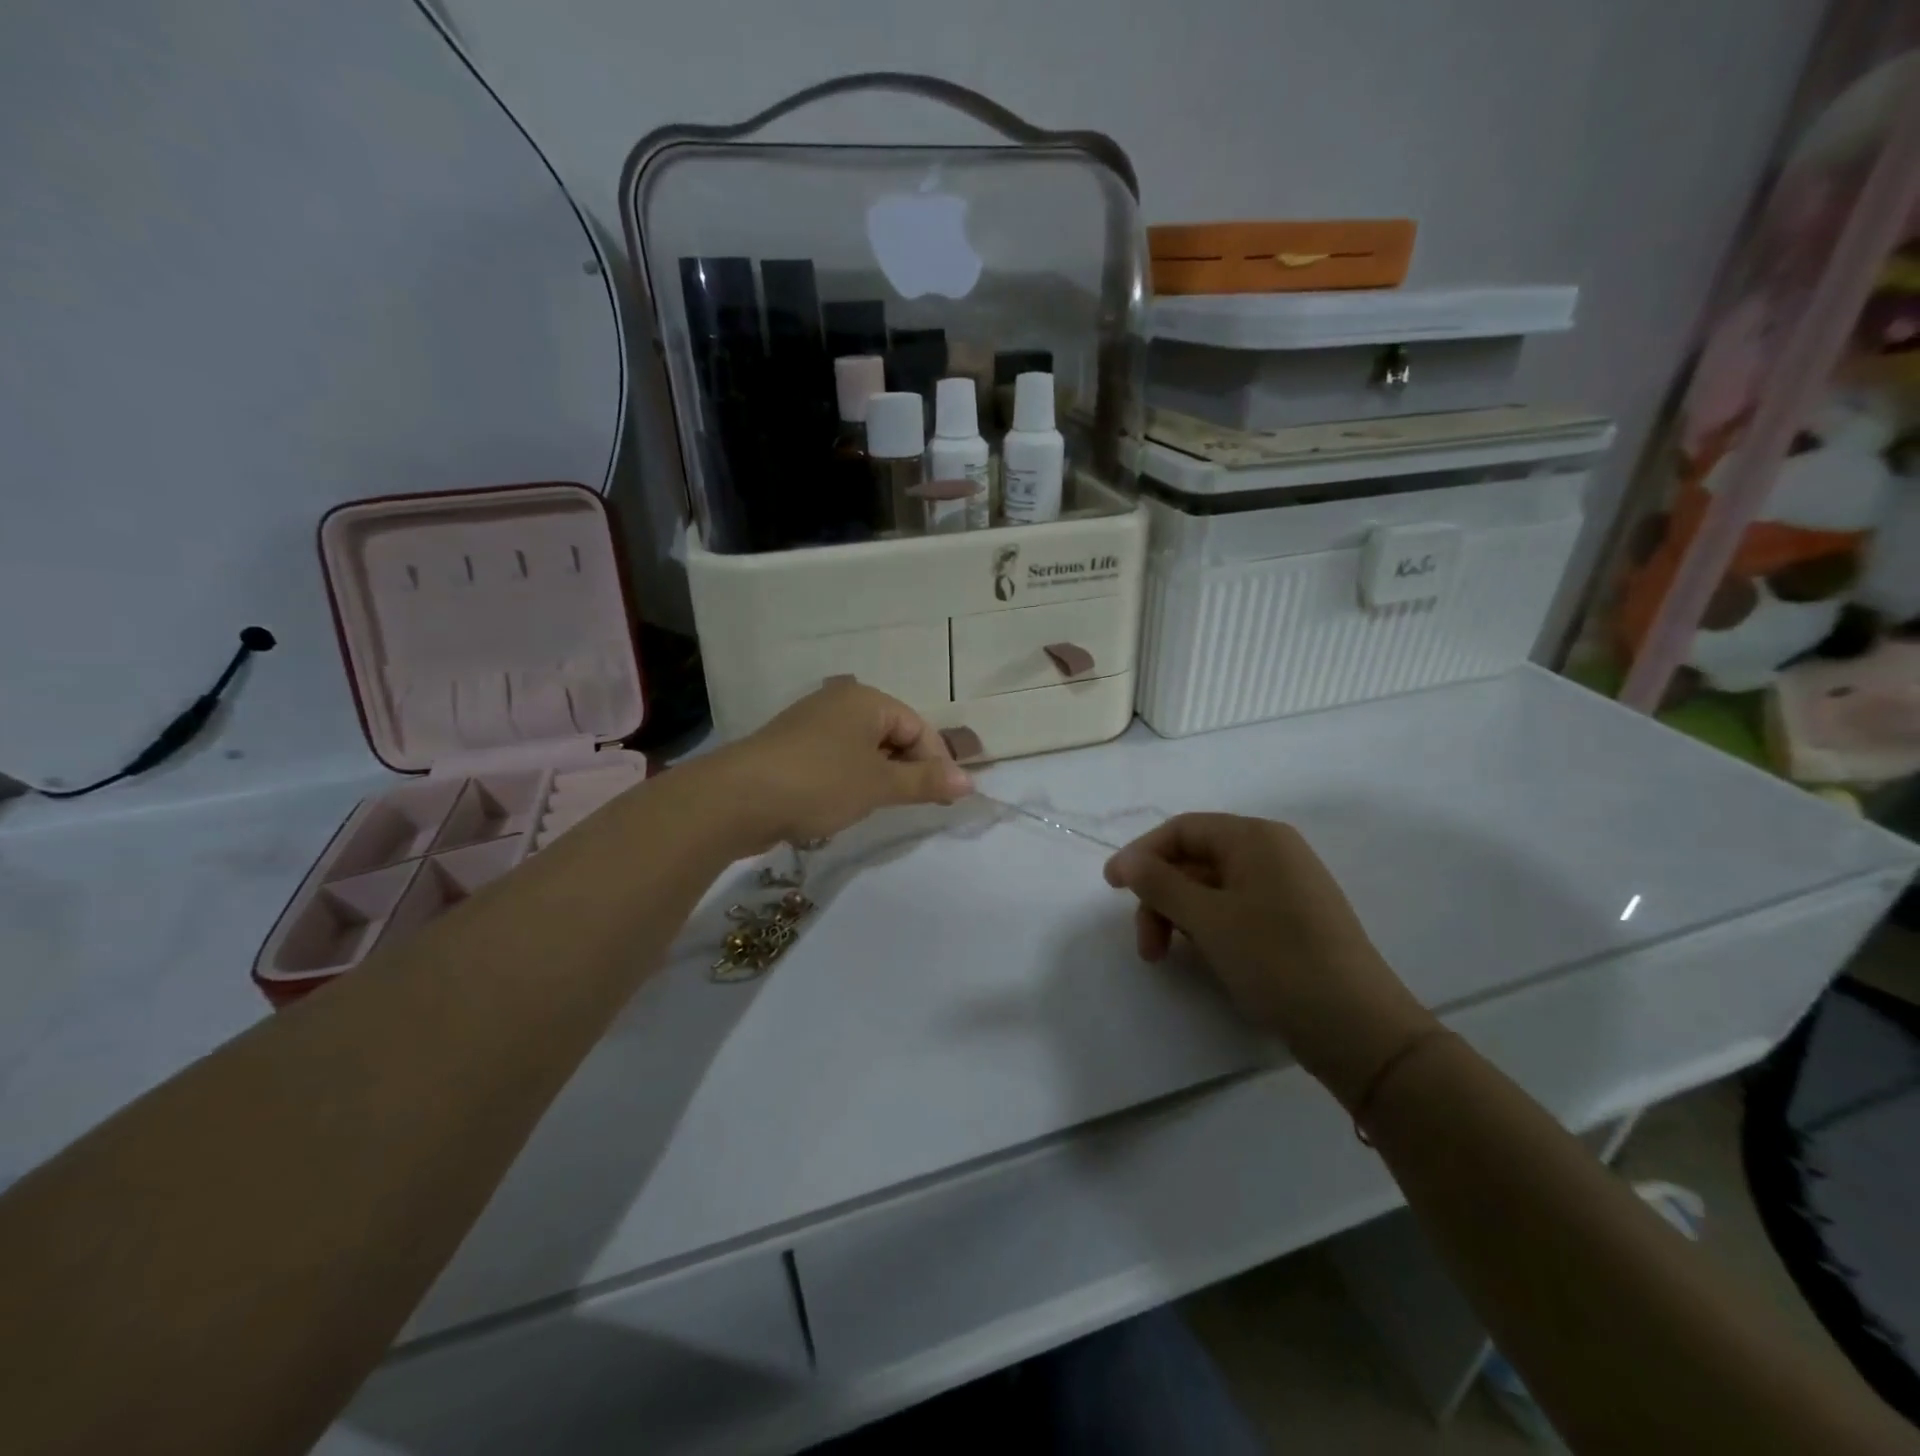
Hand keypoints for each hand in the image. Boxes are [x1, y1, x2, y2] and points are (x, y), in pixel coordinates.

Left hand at [716, 680, 972, 850]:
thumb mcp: (879, 785)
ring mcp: (811, 724)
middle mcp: (839, 703)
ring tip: (880, 807)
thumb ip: (925, 782)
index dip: (936, 762)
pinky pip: (836, 759)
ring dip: (879, 777)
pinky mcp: (791, 748)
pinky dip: (850, 779)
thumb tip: (970, 782)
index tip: (944, 799)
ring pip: (863, 749)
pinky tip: (844, 804)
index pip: (918, 727)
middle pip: (891, 734)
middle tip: (915, 805)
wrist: (737, 799)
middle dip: (908, 770)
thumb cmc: (820, 783)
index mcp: (866, 700)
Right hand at [1104, 813, 1435, 1107]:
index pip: (1182, 829)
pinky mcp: (1294, 920)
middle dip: (1161, 898)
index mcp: (1256, 838)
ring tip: (1168, 959)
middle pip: (1194, 860)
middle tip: (1146, 946)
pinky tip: (1204, 957)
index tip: (1110, 889)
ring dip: (1180, 917)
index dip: (1141, 854)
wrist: (1358, 1029)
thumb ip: (1160, 884)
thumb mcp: (1208, 919)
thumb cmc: (1277, 961)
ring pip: (1212, 889)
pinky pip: (1236, 909)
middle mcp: (1273, 852)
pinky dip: (1209, 928)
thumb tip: (1127, 861)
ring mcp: (1287, 887)